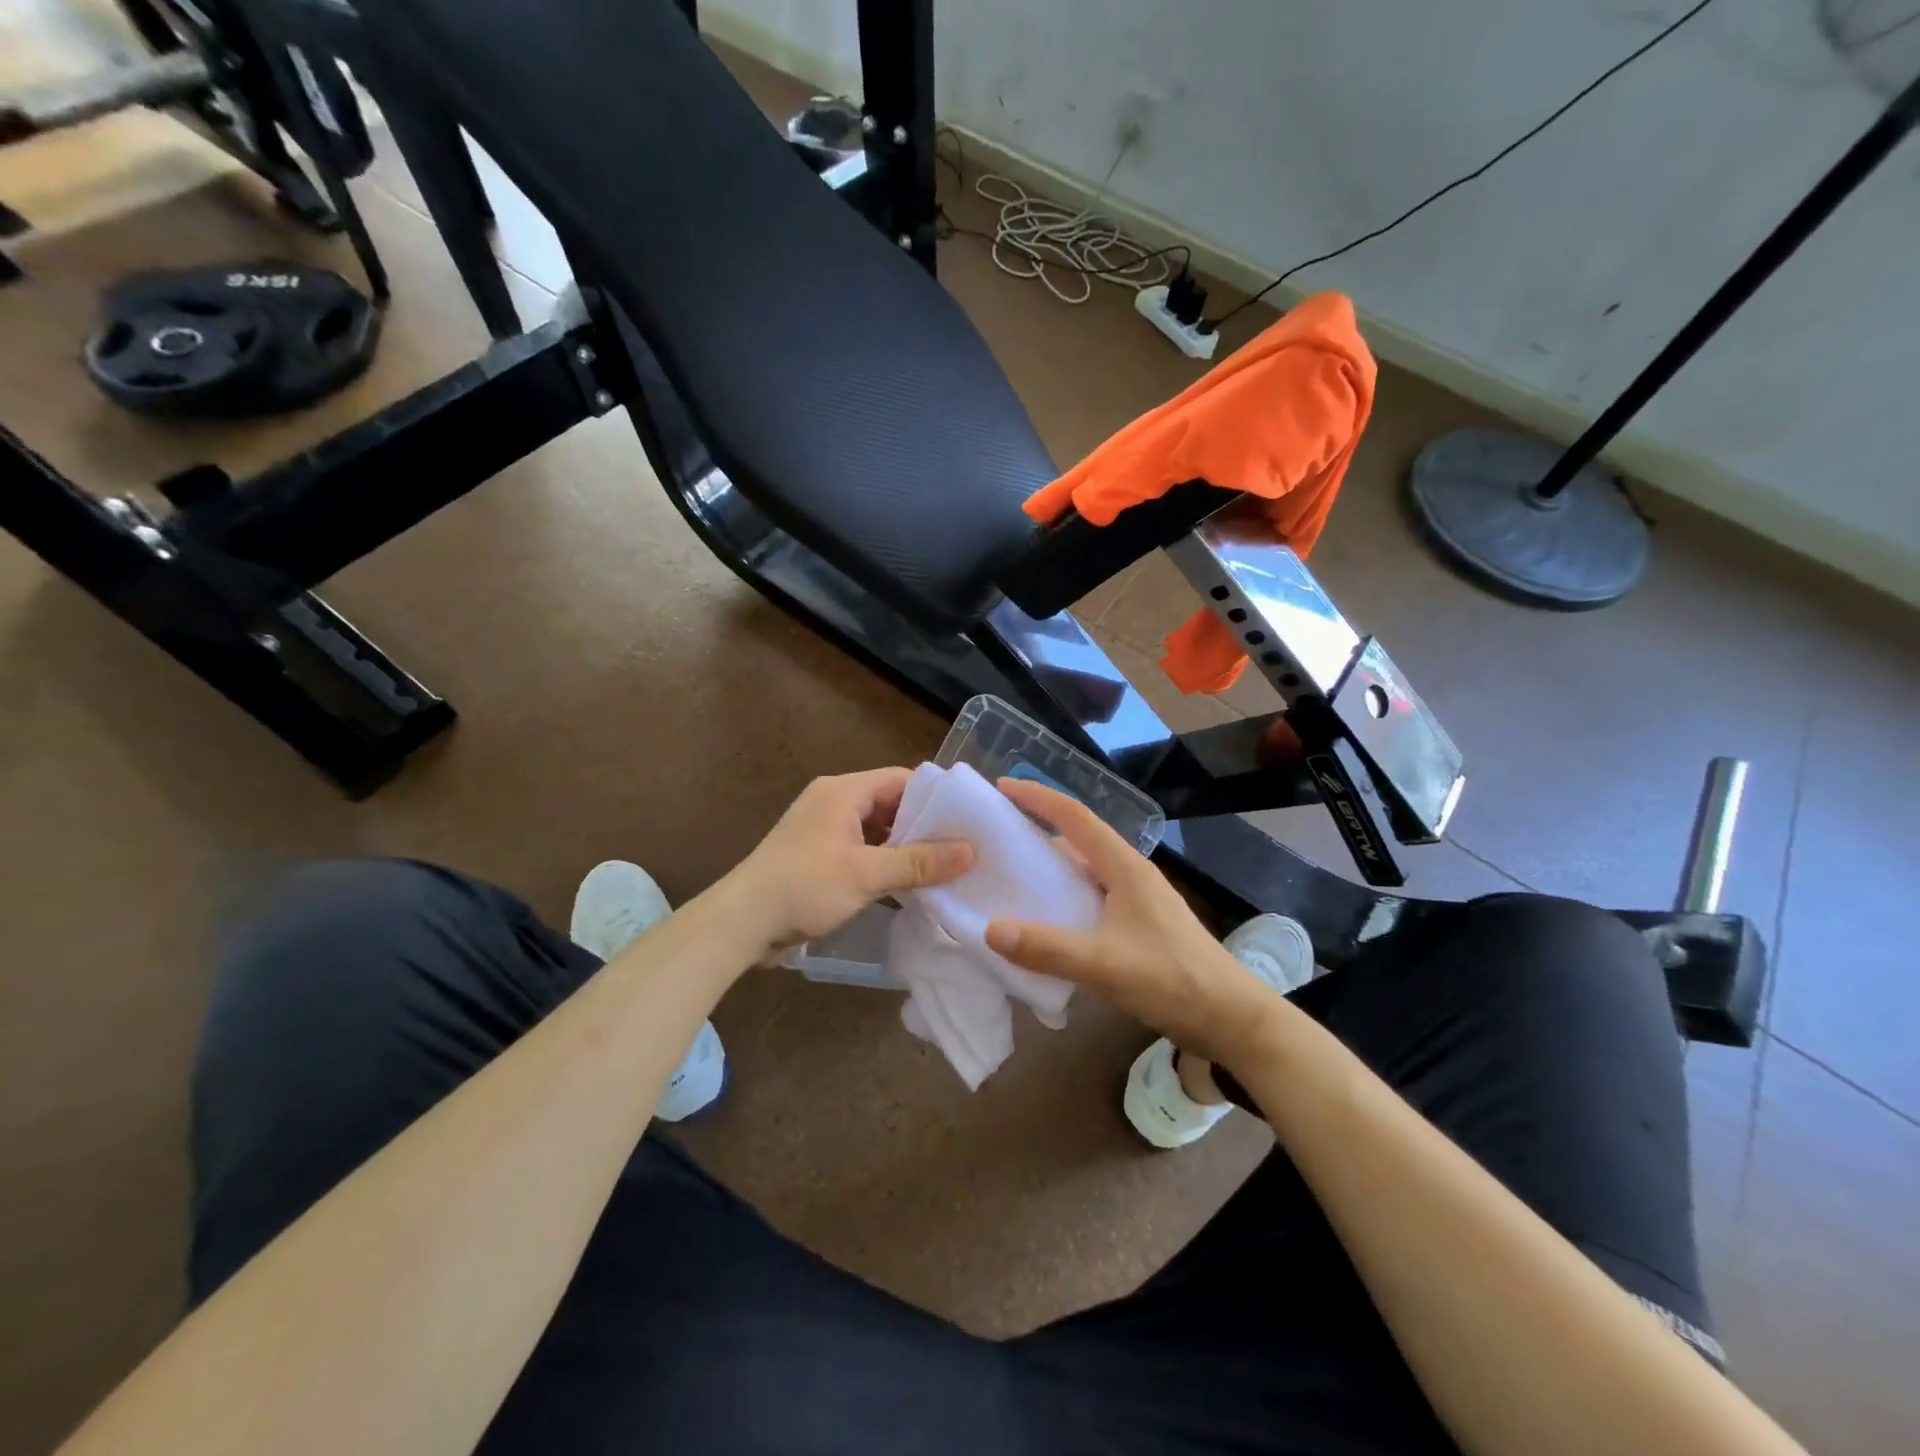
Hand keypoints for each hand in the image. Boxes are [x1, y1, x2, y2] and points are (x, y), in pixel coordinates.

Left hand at [729, 768, 972, 951]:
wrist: (741, 923)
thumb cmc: (804, 886)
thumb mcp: (867, 873)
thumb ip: (919, 862)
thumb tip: (970, 852)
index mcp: (843, 792)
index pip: (901, 779)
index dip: (935, 797)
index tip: (968, 819)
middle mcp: (834, 803)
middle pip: (890, 805)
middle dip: (924, 827)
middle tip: (965, 848)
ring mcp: (825, 832)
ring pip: (877, 832)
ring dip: (906, 849)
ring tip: (947, 868)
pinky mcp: (819, 859)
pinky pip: (863, 853)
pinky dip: (886, 865)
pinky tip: (912, 886)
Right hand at [984, 778, 1290, 1069]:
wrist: (1230, 1017)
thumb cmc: (1172, 978)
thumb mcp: (1104, 964)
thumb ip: (1047, 948)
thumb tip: (990, 928)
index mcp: (1125, 867)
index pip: (1076, 817)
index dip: (1039, 798)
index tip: (1004, 786)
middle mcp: (1130, 875)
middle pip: (1079, 839)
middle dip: (1040, 828)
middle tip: (998, 833)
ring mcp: (1137, 900)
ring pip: (1086, 870)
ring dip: (1052, 866)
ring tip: (1012, 874)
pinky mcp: (1140, 925)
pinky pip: (1092, 898)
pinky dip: (1065, 898)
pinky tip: (1047, 919)